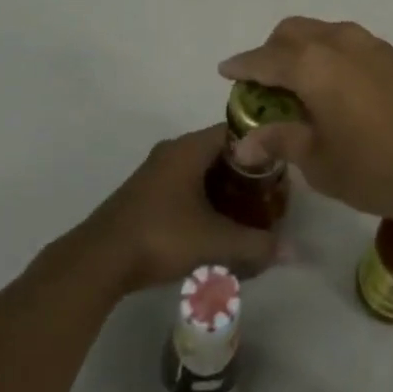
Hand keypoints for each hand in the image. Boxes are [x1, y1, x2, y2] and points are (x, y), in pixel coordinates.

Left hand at [68, 125, 283, 296]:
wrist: (99, 260)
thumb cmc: (160, 236)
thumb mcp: (214, 242)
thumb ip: (255, 244)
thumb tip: (293, 251)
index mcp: (189, 148)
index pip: (235, 131)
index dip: (261, 146)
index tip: (280, 168)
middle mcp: (173, 152)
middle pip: (220, 152)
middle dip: (246, 173)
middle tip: (269, 196)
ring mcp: (156, 172)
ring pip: (202, 171)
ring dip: (225, 189)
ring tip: (248, 214)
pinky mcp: (146, 194)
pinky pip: (186, 186)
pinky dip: (205, 200)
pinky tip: (217, 226)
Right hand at [218, 18, 392, 233]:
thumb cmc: (380, 168)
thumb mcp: (322, 163)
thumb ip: (282, 141)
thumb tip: (245, 143)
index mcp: (312, 65)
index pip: (264, 59)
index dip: (242, 66)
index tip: (226, 71)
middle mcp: (338, 43)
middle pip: (292, 32)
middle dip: (272, 51)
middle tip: (265, 83)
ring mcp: (371, 45)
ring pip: (323, 32)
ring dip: (303, 49)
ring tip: (301, 86)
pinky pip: (349, 44)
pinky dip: (330, 56)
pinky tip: (338, 89)